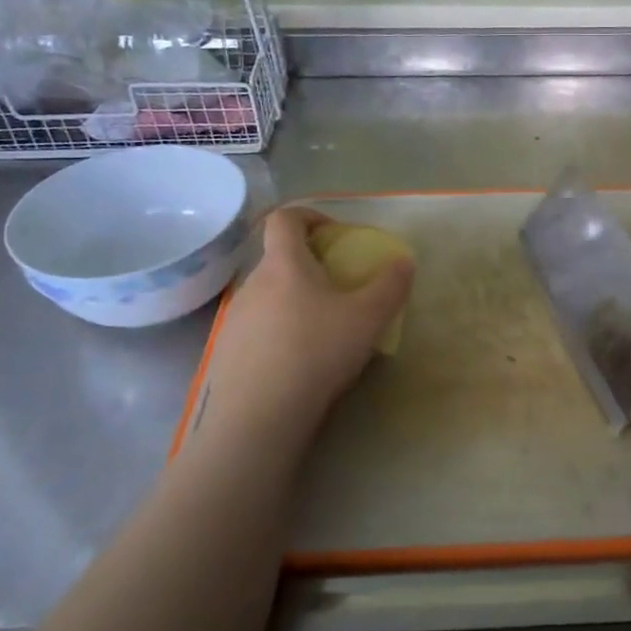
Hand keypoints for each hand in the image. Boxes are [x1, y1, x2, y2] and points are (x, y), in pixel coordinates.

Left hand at [202, 207, 412, 433]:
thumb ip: (390, 285)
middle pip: (279, 260)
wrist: (258, 415)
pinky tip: (298, 362)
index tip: (335, 233)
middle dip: (309, 266)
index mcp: (284, 265)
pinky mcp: (227, 352)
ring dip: (294, 301)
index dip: (310, 215)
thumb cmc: (316, 352)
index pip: (285, 218)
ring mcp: (234, 319)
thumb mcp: (368, 318)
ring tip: (322, 330)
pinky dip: (279, 333)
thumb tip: (404, 261)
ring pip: (268, 296)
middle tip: (339, 289)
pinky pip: (257, 329)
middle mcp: (252, 284)